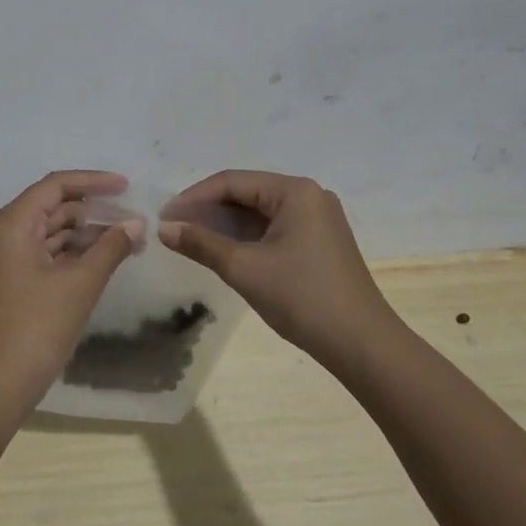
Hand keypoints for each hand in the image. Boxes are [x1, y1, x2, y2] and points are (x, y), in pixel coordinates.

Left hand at [0, 170, 140, 446]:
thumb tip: (136, 224)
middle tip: (134, 221)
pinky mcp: (5, 282)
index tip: (127, 187)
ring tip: (128, 242)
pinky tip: (102, 261)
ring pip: (48, 233)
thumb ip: (110, 248)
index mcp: (8, 225)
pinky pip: (41, 255)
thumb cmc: (35, 329)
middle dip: (93, 213)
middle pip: (51, 208)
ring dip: (85, 236)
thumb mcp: (79, 285)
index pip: (54, 187)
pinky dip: (70, 255)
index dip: (93, 183)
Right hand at [157, 170, 396, 367]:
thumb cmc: (301, 297)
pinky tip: (222, 251)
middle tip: (173, 228)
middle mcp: (309, 196)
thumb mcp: (244, 268)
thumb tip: (163, 229)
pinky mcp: (319, 242)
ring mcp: (317, 220)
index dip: (194, 197)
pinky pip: (273, 229)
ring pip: (259, 213)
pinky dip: (246, 237)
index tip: (164, 217)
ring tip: (190, 240)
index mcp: (295, 192)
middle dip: (208, 210)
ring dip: (225, 225)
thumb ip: (201, 243)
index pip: (233, 181)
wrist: (361, 344)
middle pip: (247, 193)